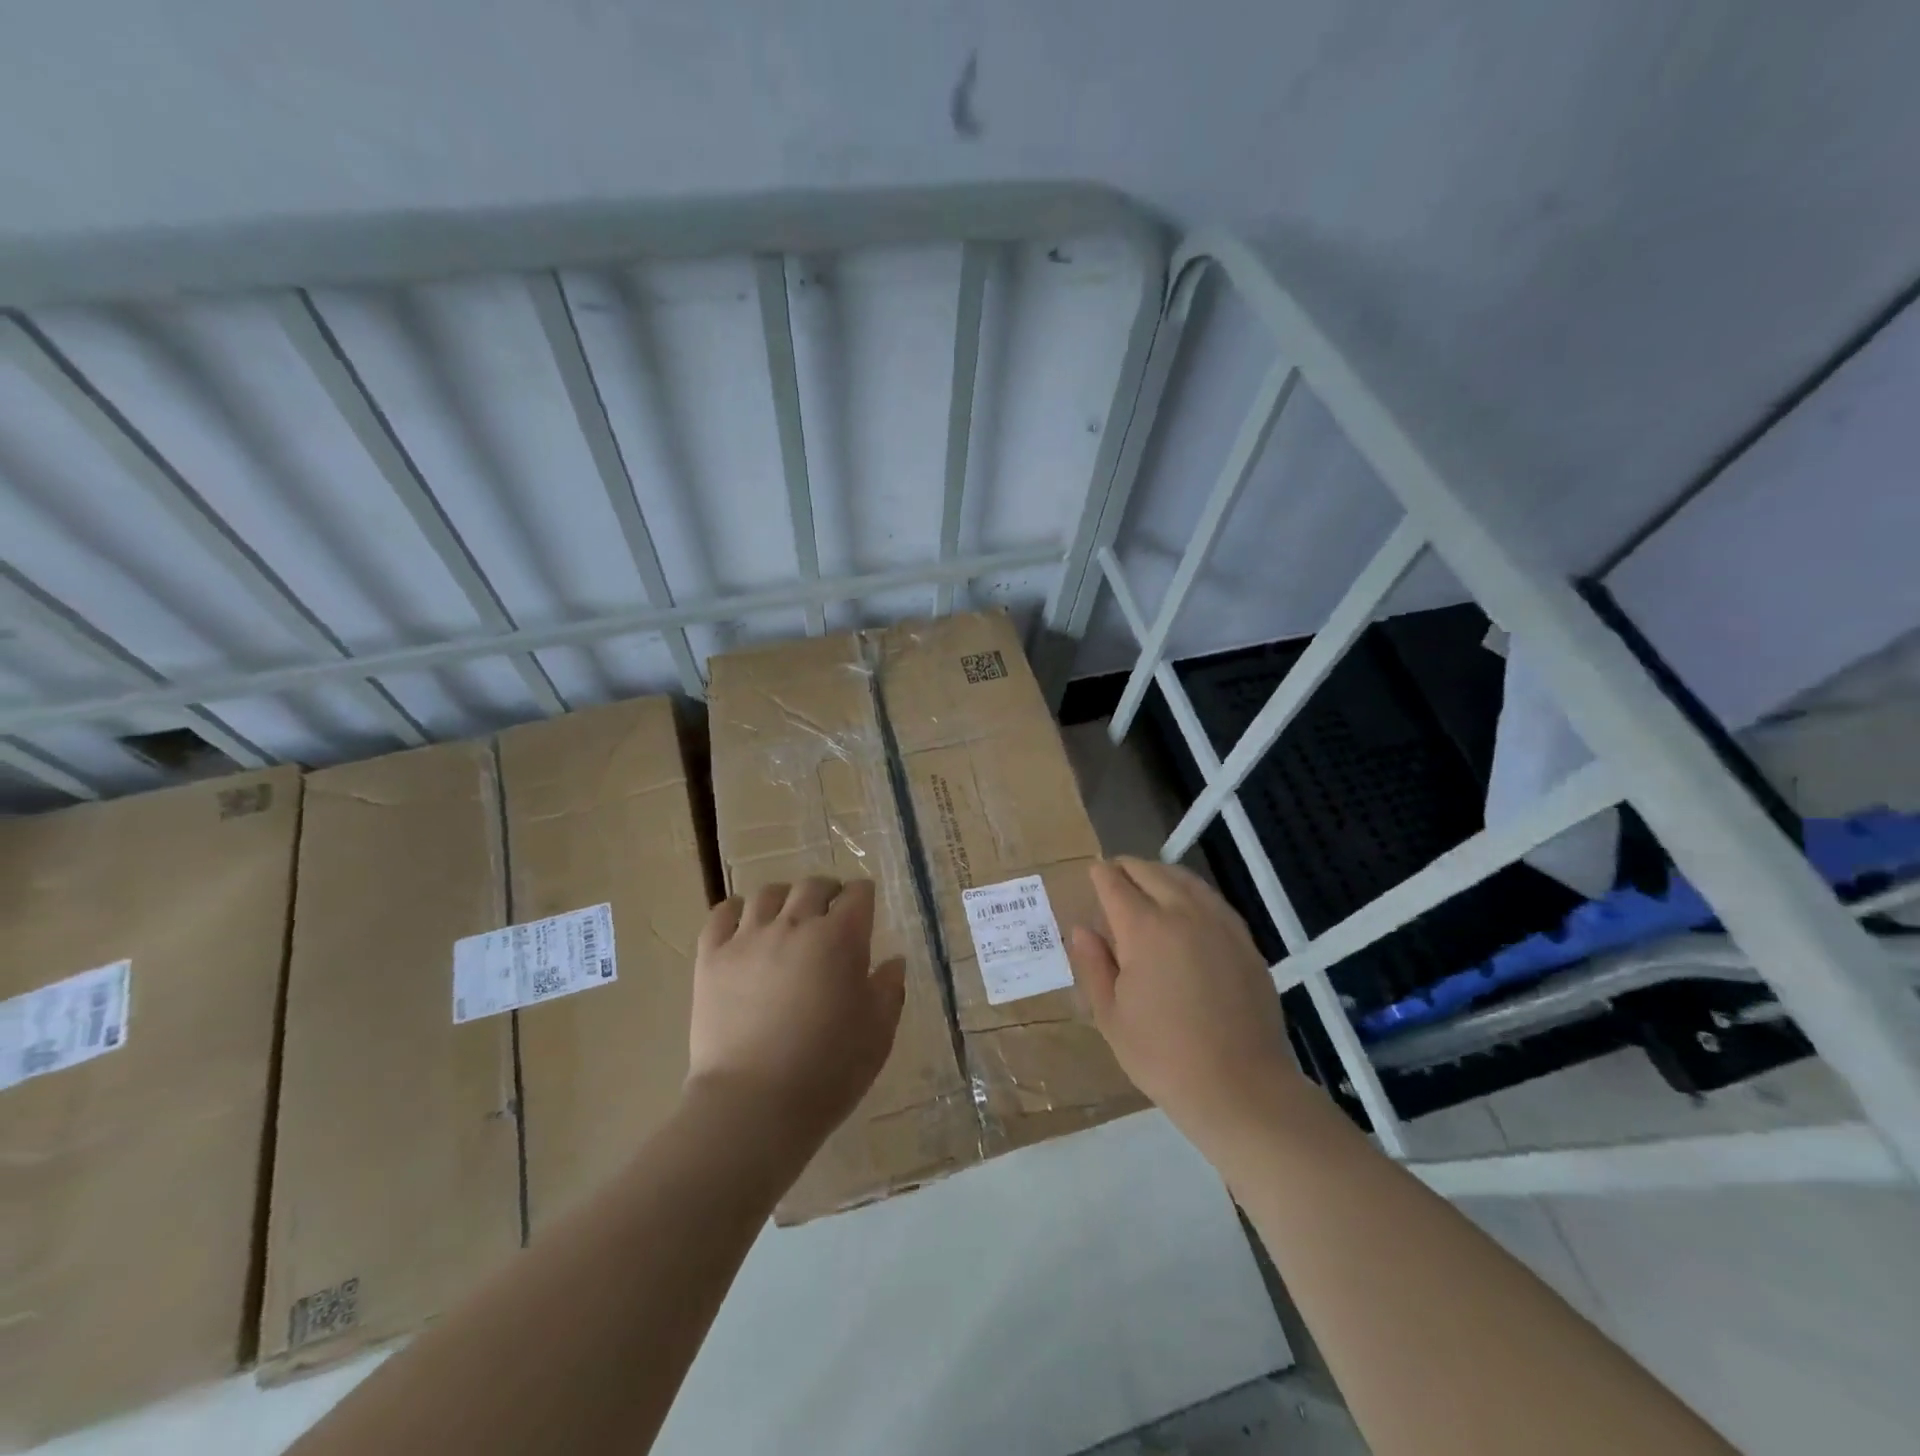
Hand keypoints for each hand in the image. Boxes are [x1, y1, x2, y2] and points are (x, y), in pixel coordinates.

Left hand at [688, 877, 904, 1144]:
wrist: (754, 1105)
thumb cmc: (828, 1070)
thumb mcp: (878, 1033)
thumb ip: (889, 990)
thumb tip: (893, 961)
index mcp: (841, 938)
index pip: (857, 893)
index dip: (863, 897)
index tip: (864, 910)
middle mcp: (795, 925)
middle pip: (813, 886)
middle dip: (827, 893)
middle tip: (830, 914)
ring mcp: (749, 938)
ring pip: (768, 893)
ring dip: (784, 899)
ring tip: (787, 919)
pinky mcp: (712, 958)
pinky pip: (722, 914)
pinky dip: (735, 912)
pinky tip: (743, 926)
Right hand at [1067, 857, 1302, 1152]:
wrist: (1241, 1087)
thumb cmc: (1163, 1056)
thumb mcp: (1111, 1016)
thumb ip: (1094, 965)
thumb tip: (1082, 929)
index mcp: (1144, 929)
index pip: (1115, 884)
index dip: (1100, 875)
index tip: (1092, 873)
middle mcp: (1184, 913)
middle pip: (1151, 872)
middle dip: (1127, 868)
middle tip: (1113, 875)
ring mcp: (1220, 924)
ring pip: (1185, 879)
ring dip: (1160, 874)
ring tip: (1147, 884)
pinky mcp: (1245, 941)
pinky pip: (1212, 900)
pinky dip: (1191, 892)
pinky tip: (1186, 909)